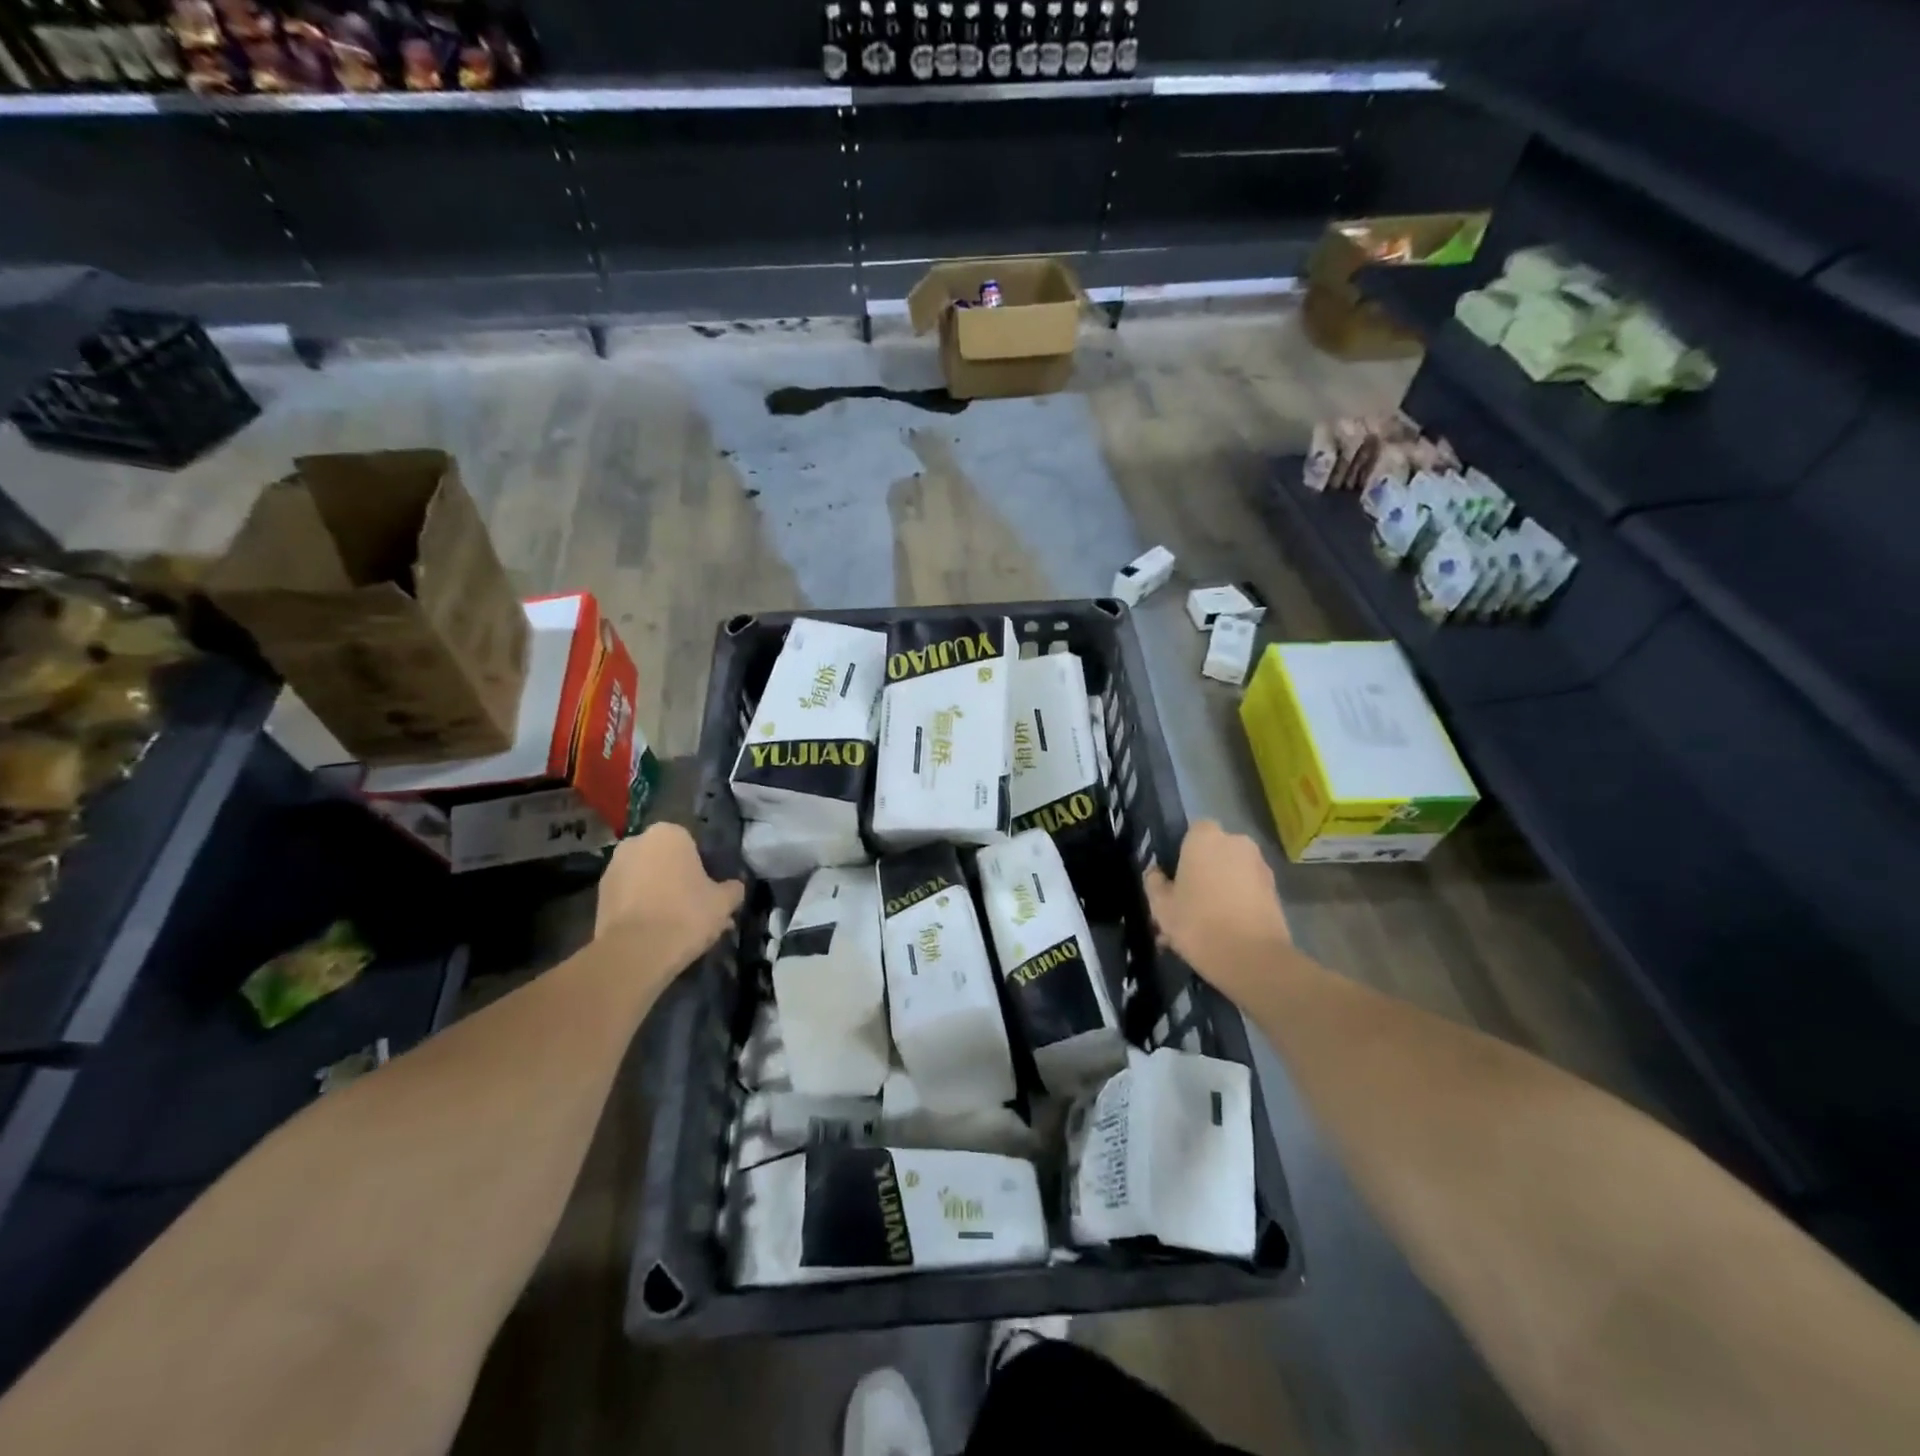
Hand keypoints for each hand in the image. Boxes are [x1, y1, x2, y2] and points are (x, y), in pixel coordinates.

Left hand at [595, 824, 744, 975]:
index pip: (692, 845)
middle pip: (665, 860)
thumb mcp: (724, 902)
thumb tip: (734, 887)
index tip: (710, 891)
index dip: (703, 869)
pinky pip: (628, 898)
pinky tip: (654, 933)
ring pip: (645, 879)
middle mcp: (637, 842)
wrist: (636, 952)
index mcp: (669, 833)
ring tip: (675, 926)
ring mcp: (613, 868)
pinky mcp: (598, 896)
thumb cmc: (686, 914)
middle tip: (694, 908)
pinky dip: (640, 909)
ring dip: (658, 894)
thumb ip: (732, 889)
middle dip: (678, 879)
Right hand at [1144, 820, 1291, 1003]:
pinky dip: (1236, 905)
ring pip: (1231, 875)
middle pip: (1214, 854)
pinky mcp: (1276, 892)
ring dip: (1219, 891)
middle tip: (1186, 905)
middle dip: (1202, 873)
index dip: (1182, 853)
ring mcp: (1260, 867)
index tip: (1174, 878)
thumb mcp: (1161, 907)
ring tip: (1203, 927)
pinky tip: (1223, 934)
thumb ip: (1155, 884)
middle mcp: (1236, 843)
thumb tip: (1156, 874)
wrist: (1254, 960)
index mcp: (1205, 838)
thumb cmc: (1198, 923)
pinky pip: (1247, 892)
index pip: (1192, 832)